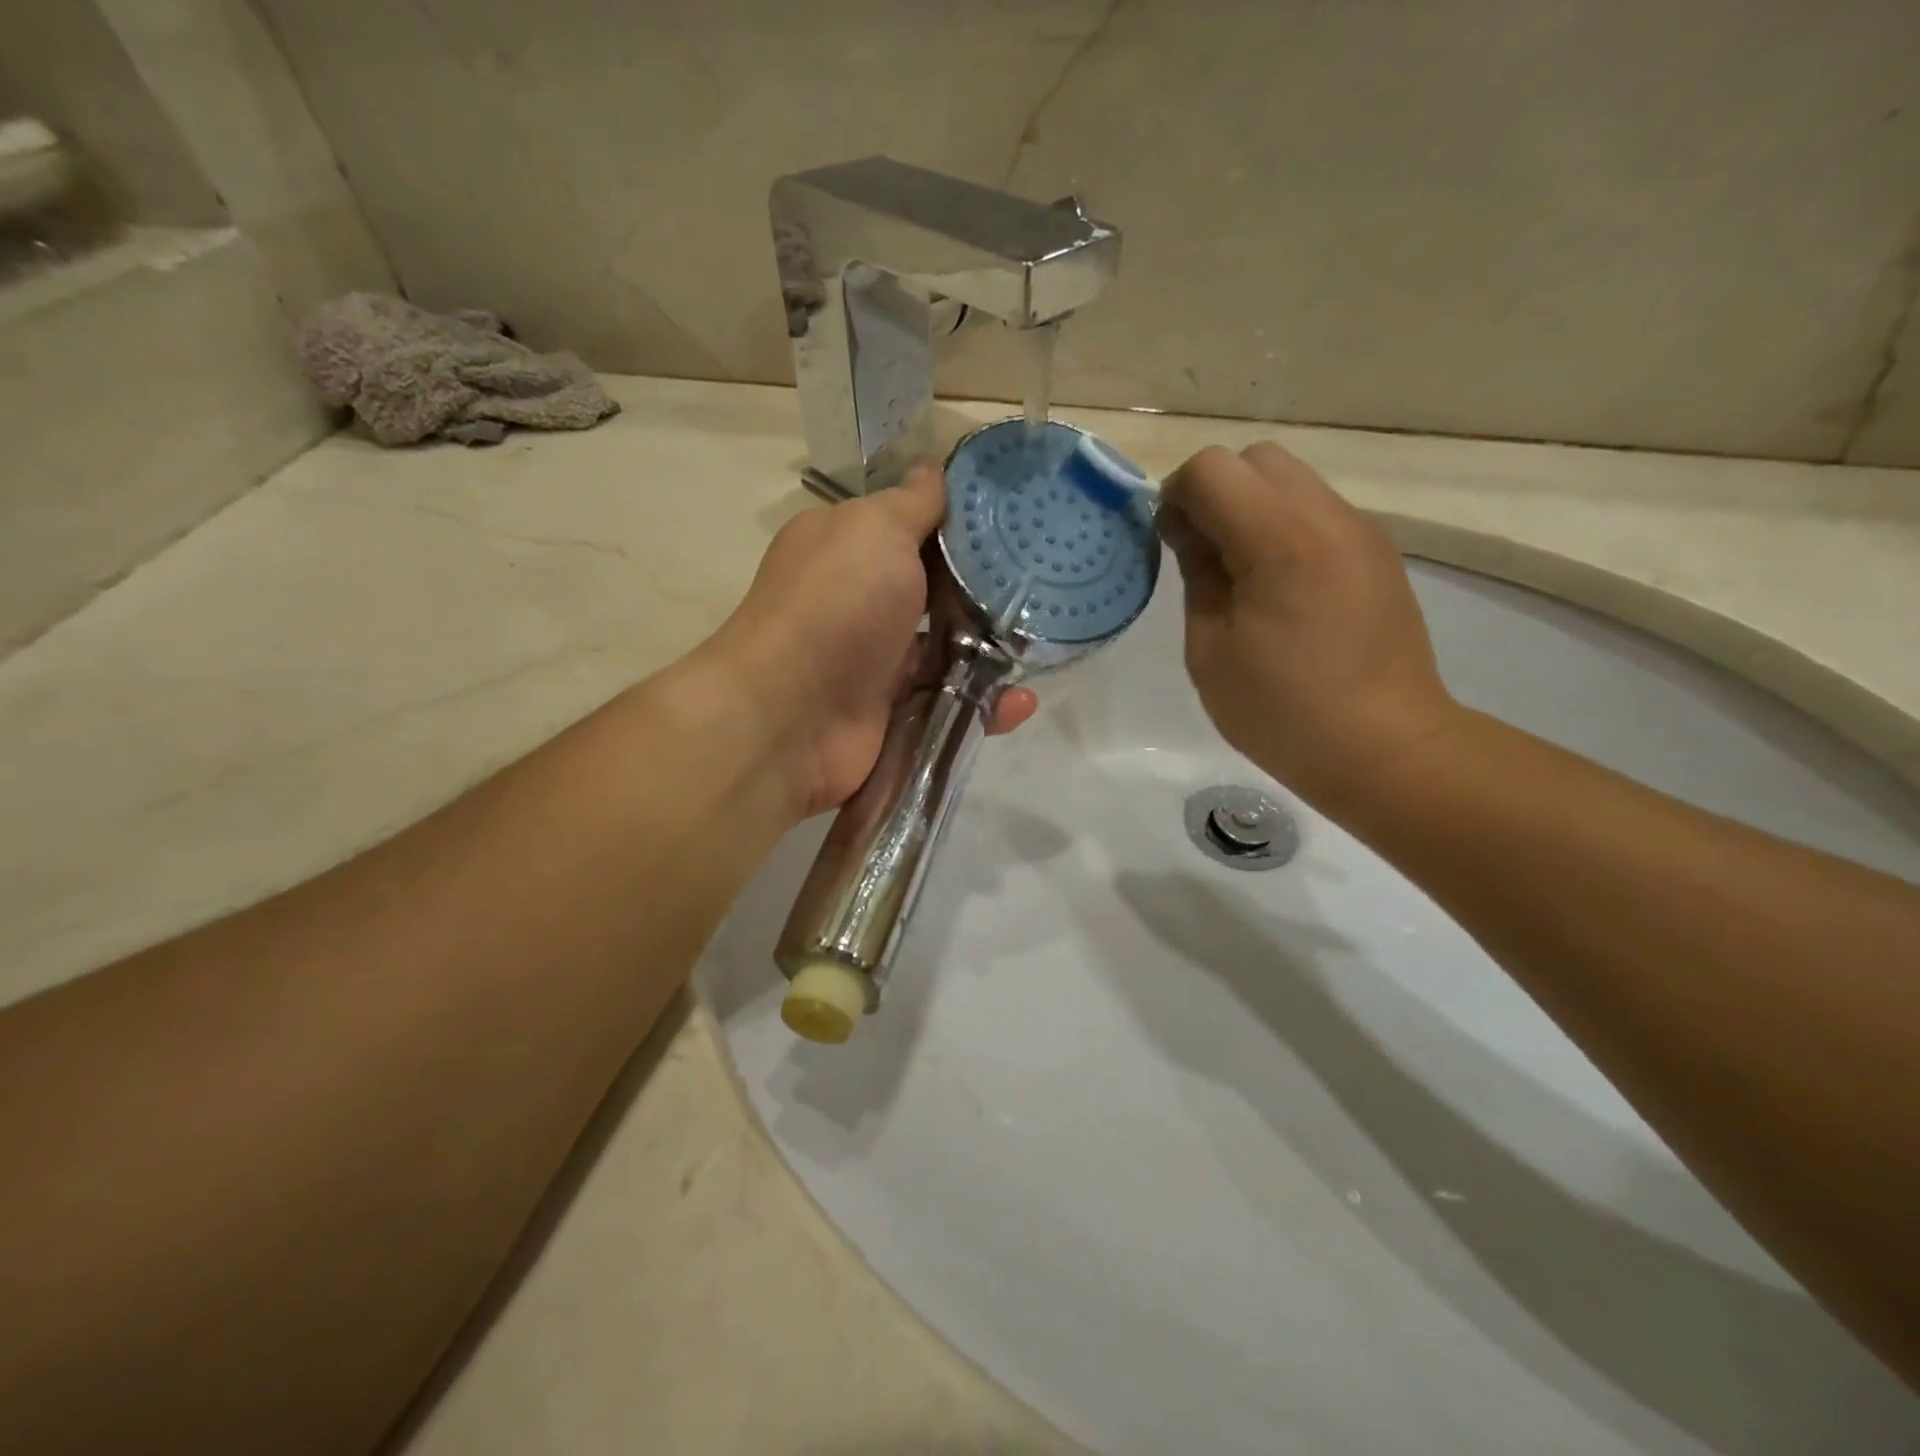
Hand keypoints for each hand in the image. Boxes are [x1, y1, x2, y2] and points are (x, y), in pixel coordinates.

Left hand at [707, 463, 1036, 820]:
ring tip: (1039, 650)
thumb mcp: (876, 529)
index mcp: (847, 548)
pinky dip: (985, 707)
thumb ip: (912, 503)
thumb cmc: (837, 604)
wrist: (792, 716)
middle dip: (985, 594)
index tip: (1016, 526)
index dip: (961, 526)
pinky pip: (948, 704)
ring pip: (948, 652)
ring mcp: (874, 662)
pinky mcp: (893, 715)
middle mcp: (859, 602)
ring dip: (991, 653)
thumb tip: (931, 467)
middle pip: (936, 592)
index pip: (911, 527)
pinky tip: (1019, 701)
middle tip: (1040, 592)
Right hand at [1160, 443, 1459, 813]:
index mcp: (1280, 541)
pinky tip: (1279, 588)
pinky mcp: (1377, 553)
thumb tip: (1189, 533)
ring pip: (1291, 480)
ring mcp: (1362, 532)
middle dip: (1215, 492)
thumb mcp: (1210, 651)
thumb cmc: (1283, 711)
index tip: (1168, 545)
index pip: (1211, 469)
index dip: (1175, 496)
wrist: (1387, 748)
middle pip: (1256, 459)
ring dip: (1251, 508)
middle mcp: (1328, 518)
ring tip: (1240, 574)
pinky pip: (1317, 512)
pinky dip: (1283, 528)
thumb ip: (1197, 576)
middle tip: (1201, 554)